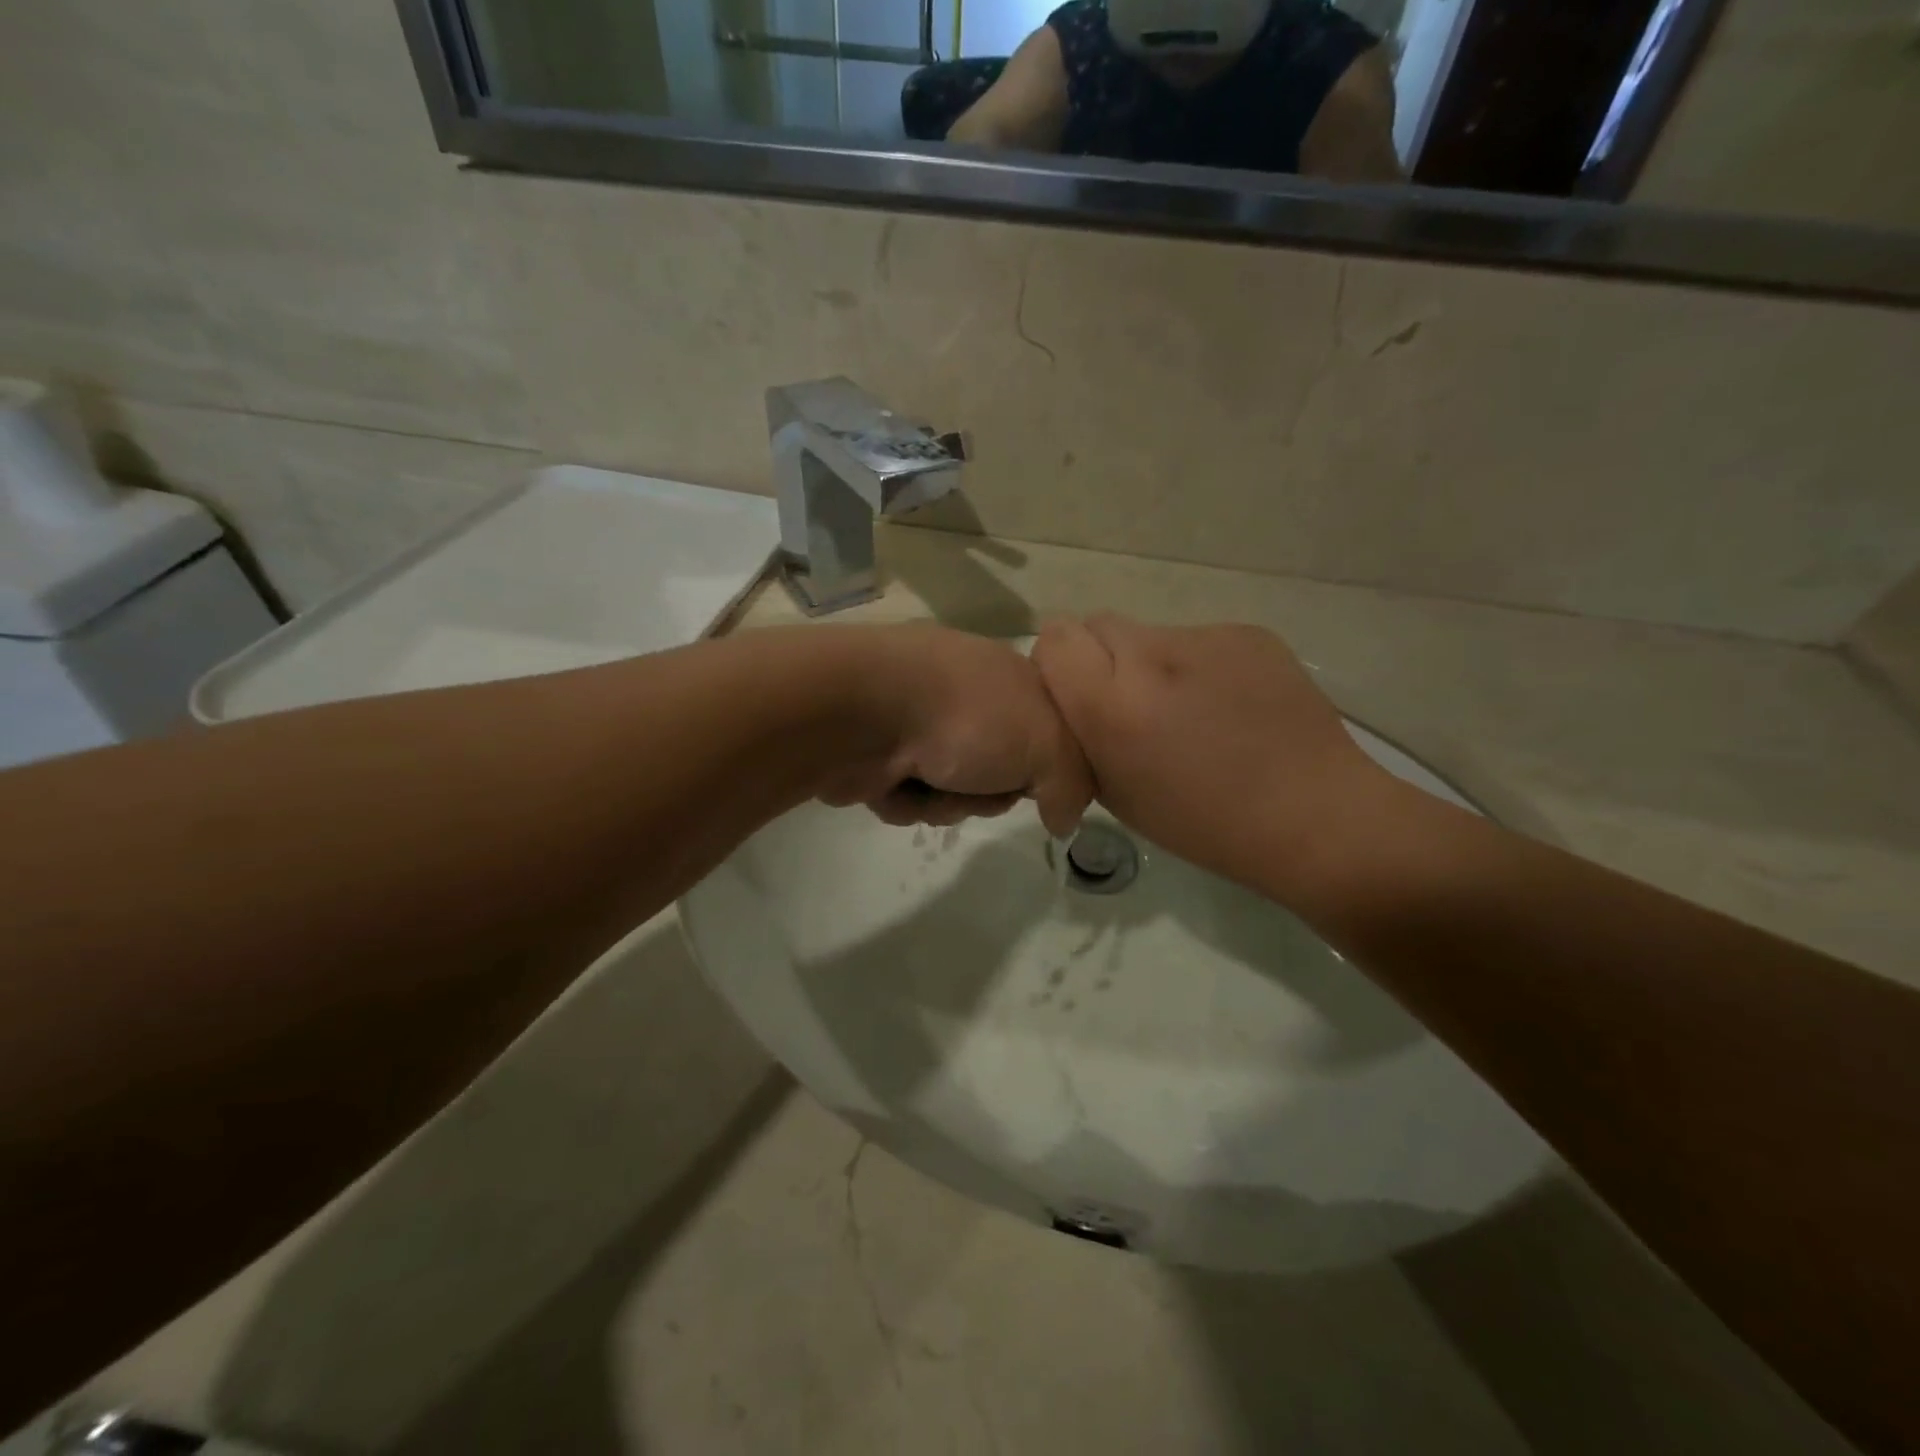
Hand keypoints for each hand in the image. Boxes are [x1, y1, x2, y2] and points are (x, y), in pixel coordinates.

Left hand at [816, 624, 1093, 836]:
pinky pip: (912, 796)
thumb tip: (1062, 818)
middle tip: (981, 783)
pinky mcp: (880, 751)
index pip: (1050, 731)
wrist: (864, 710)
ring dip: (948, 800)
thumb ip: (1072, 784)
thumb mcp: (1048, 745)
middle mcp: (966, 696)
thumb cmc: (968, 717)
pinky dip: (909, 800)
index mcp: (1010, 678)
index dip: (1049, 765)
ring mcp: (919, 722)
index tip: (1043, 782)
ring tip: (929, 783)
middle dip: (991, 791)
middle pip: (1001, 770)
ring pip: (956, 790)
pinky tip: (896, 785)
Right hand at [1032, 614, 1393, 896]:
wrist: (1314, 815)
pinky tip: (1228, 707)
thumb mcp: (1116, 794)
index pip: (1054, 639)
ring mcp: (1205, 637)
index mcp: (1113, 705)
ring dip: (1151, 665)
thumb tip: (1073, 702)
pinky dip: (1198, 667)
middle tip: (1131, 707)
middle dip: (1101, 660)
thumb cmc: (1204, 824)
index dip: (1058, 665)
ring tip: (1189, 712)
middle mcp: (1152, 656)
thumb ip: (1080, 737)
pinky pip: (1198, 640)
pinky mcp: (1247, 632)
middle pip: (1096, 625)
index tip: (1078, 699)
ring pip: (1150, 633)